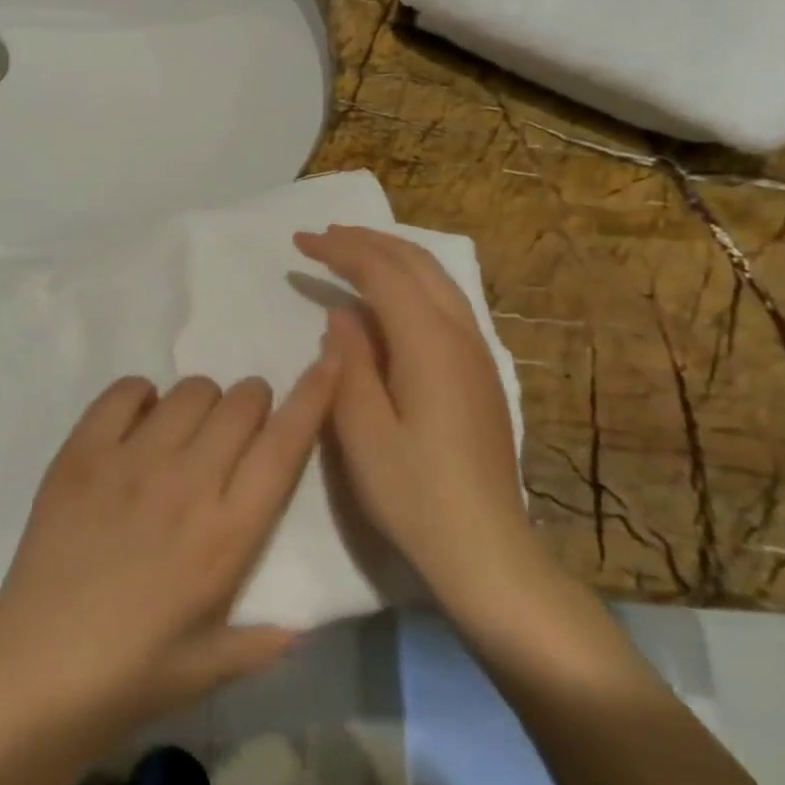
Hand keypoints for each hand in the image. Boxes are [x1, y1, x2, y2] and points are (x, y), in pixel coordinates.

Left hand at [0, 357, 337, 750]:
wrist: (34, 673)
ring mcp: (130, 460)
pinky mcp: (81, 452)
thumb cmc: (132, 677)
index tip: (329, 364)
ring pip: (189, 390)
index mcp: (228, 533)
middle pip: (240, 403)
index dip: (314, 397)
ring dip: (202, 402)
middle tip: (239, 427)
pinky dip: (141, 396)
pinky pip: (123, 392)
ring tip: (186, 431)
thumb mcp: (212, 668)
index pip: (285, 446)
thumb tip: (306, 623)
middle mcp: (187, 482)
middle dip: (252, 403)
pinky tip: (138, 424)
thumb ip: (266, 640)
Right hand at [294, 225, 553, 628]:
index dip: (340, 250)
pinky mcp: (480, 373)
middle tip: (322, 236)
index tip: (300, 242)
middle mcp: (461, 335)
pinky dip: (410, 282)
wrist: (485, 548)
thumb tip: (342, 313)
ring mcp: (477, 354)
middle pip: (416, 263)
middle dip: (367, 242)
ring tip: (351, 252)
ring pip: (436, 279)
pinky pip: (445, 302)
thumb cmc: (413, 492)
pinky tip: (389, 298)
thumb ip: (349, 362)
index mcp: (429, 343)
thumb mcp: (361, 430)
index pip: (382, 272)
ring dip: (392, 256)